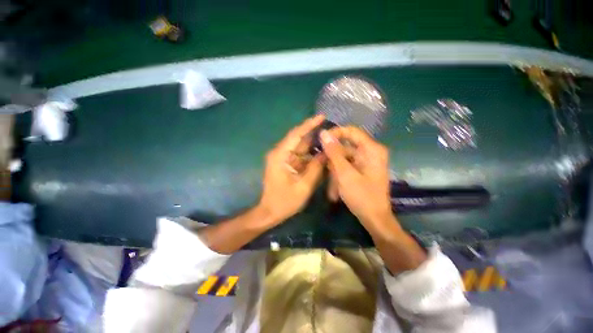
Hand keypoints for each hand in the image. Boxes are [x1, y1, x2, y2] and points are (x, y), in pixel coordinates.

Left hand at [258, 115, 325, 222]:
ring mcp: (282, 158)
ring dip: (314, 145)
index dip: (309, 125)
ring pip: (300, 147)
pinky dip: (310, 155)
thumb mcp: (304, 186)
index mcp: (280, 155)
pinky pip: (300, 155)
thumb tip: (326, 153)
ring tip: (330, 142)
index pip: (296, 135)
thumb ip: (316, 168)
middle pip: (299, 139)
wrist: (270, 212)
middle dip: (314, 135)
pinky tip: (321, 154)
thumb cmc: (284, 202)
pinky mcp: (286, 164)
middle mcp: (280, 153)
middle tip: (331, 131)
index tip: (322, 116)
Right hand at [321, 127, 391, 224]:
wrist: (375, 220)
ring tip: (331, 189)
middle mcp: (370, 152)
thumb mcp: (344, 174)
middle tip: (321, 169)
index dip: (335, 133)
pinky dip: (339, 178)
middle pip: (345, 148)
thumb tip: (324, 133)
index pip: (351, 131)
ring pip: (343, 160)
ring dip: (334, 174)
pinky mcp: (362, 170)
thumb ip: (334, 152)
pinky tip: (335, 192)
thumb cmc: (362, 196)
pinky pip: (346, 168)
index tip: (320, 141)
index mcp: (371, 149)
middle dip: (332, 161)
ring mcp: (366, 162)